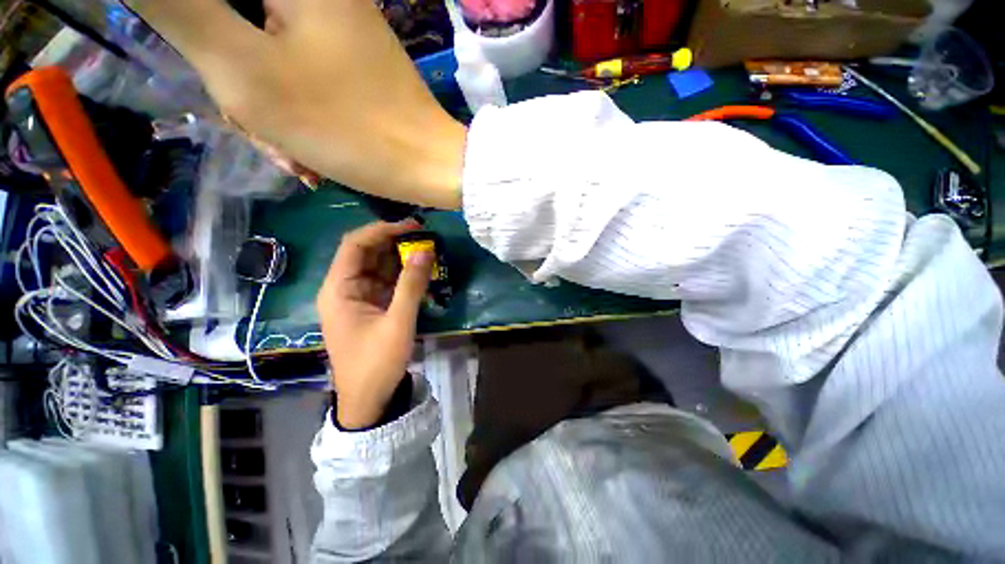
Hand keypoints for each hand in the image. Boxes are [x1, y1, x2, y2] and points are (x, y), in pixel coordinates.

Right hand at [129, 0, 465, 208]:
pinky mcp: (346, 58)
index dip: (194, 30)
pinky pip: (294, 71)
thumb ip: (182, 8)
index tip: (212, 70)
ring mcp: (332, 26)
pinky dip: (290, 109)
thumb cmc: (350, 127)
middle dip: (230, 78)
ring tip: (287, 148)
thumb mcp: (245, 68)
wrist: (426, 166)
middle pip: (231, 21)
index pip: (205, 3)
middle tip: (255, 123)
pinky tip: (305, 151)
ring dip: (262, 104)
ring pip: (260, 50)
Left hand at [316, 221, 432, 428]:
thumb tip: (426, 250)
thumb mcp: (398, 322)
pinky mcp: (371, 307)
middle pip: (367, 254)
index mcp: (339, 289)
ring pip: (379, 267)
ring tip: (428, 251)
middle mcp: (344, 289)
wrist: (369, 399)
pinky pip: (387, 283)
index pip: (355, 245)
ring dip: (401, 258)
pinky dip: (403, 276)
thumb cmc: (377, 362)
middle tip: (425, 238)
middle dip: (395, 243)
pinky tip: (421, 272)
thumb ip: (411, 285)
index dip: (381, 230)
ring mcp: (358, 298)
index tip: (411, 226)